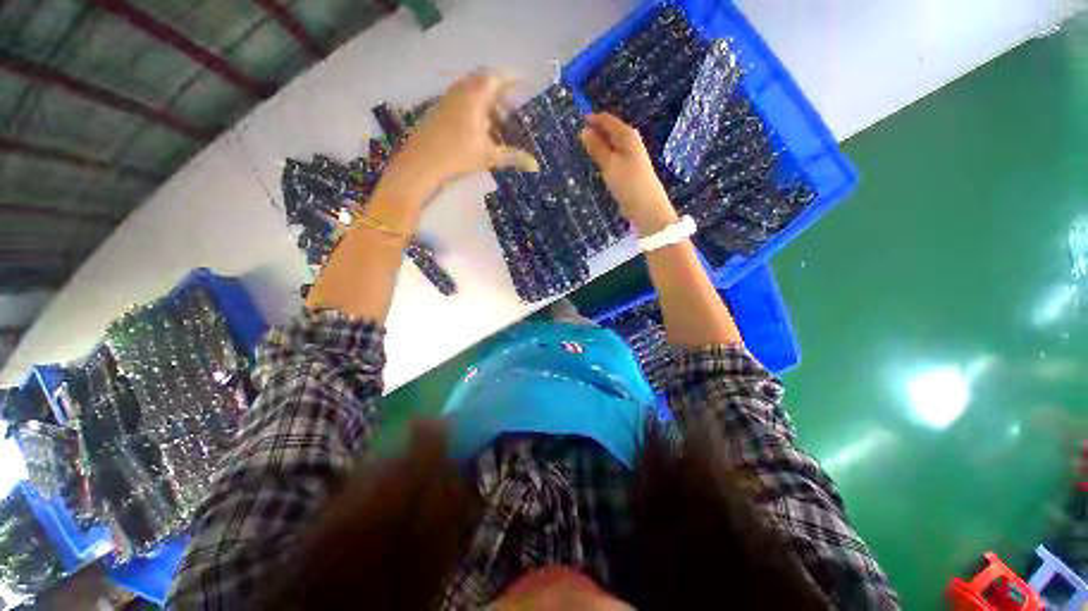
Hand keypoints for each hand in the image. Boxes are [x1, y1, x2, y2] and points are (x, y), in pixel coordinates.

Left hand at [379, 69, 537, 206]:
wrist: (422, 162)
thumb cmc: (458, 156)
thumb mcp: (490, 156)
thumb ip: (514, 157)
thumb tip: (536, 165)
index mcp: (475, 96)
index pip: (498, 77)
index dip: (514, 78)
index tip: (527, 83)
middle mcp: (461, 91)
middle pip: (485, 82)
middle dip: (502, 94)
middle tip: (512, 110)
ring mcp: (448, 99)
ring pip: (473, 92)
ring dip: (488, 103)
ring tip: (499, 124)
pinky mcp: (440, 109)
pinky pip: (462, 100)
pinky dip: (476, 109)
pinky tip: (480, 130)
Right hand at [580, 113, 678, 234]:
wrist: (645, 206)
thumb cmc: (628, 182)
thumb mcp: (609, 163)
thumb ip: (597, 147)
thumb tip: (584, 130)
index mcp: (627, 135)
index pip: (607, 120)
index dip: (591, 119)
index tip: (574, 122)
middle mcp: (629, 143)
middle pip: (609, 132)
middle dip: (593, 133)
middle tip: (572, 138)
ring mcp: (629, 157)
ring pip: (609, 147)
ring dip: (596, 147)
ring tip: (578, 150)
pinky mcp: (626, 171)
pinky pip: (611, 159)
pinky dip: (601, 159)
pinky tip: (592, 165)